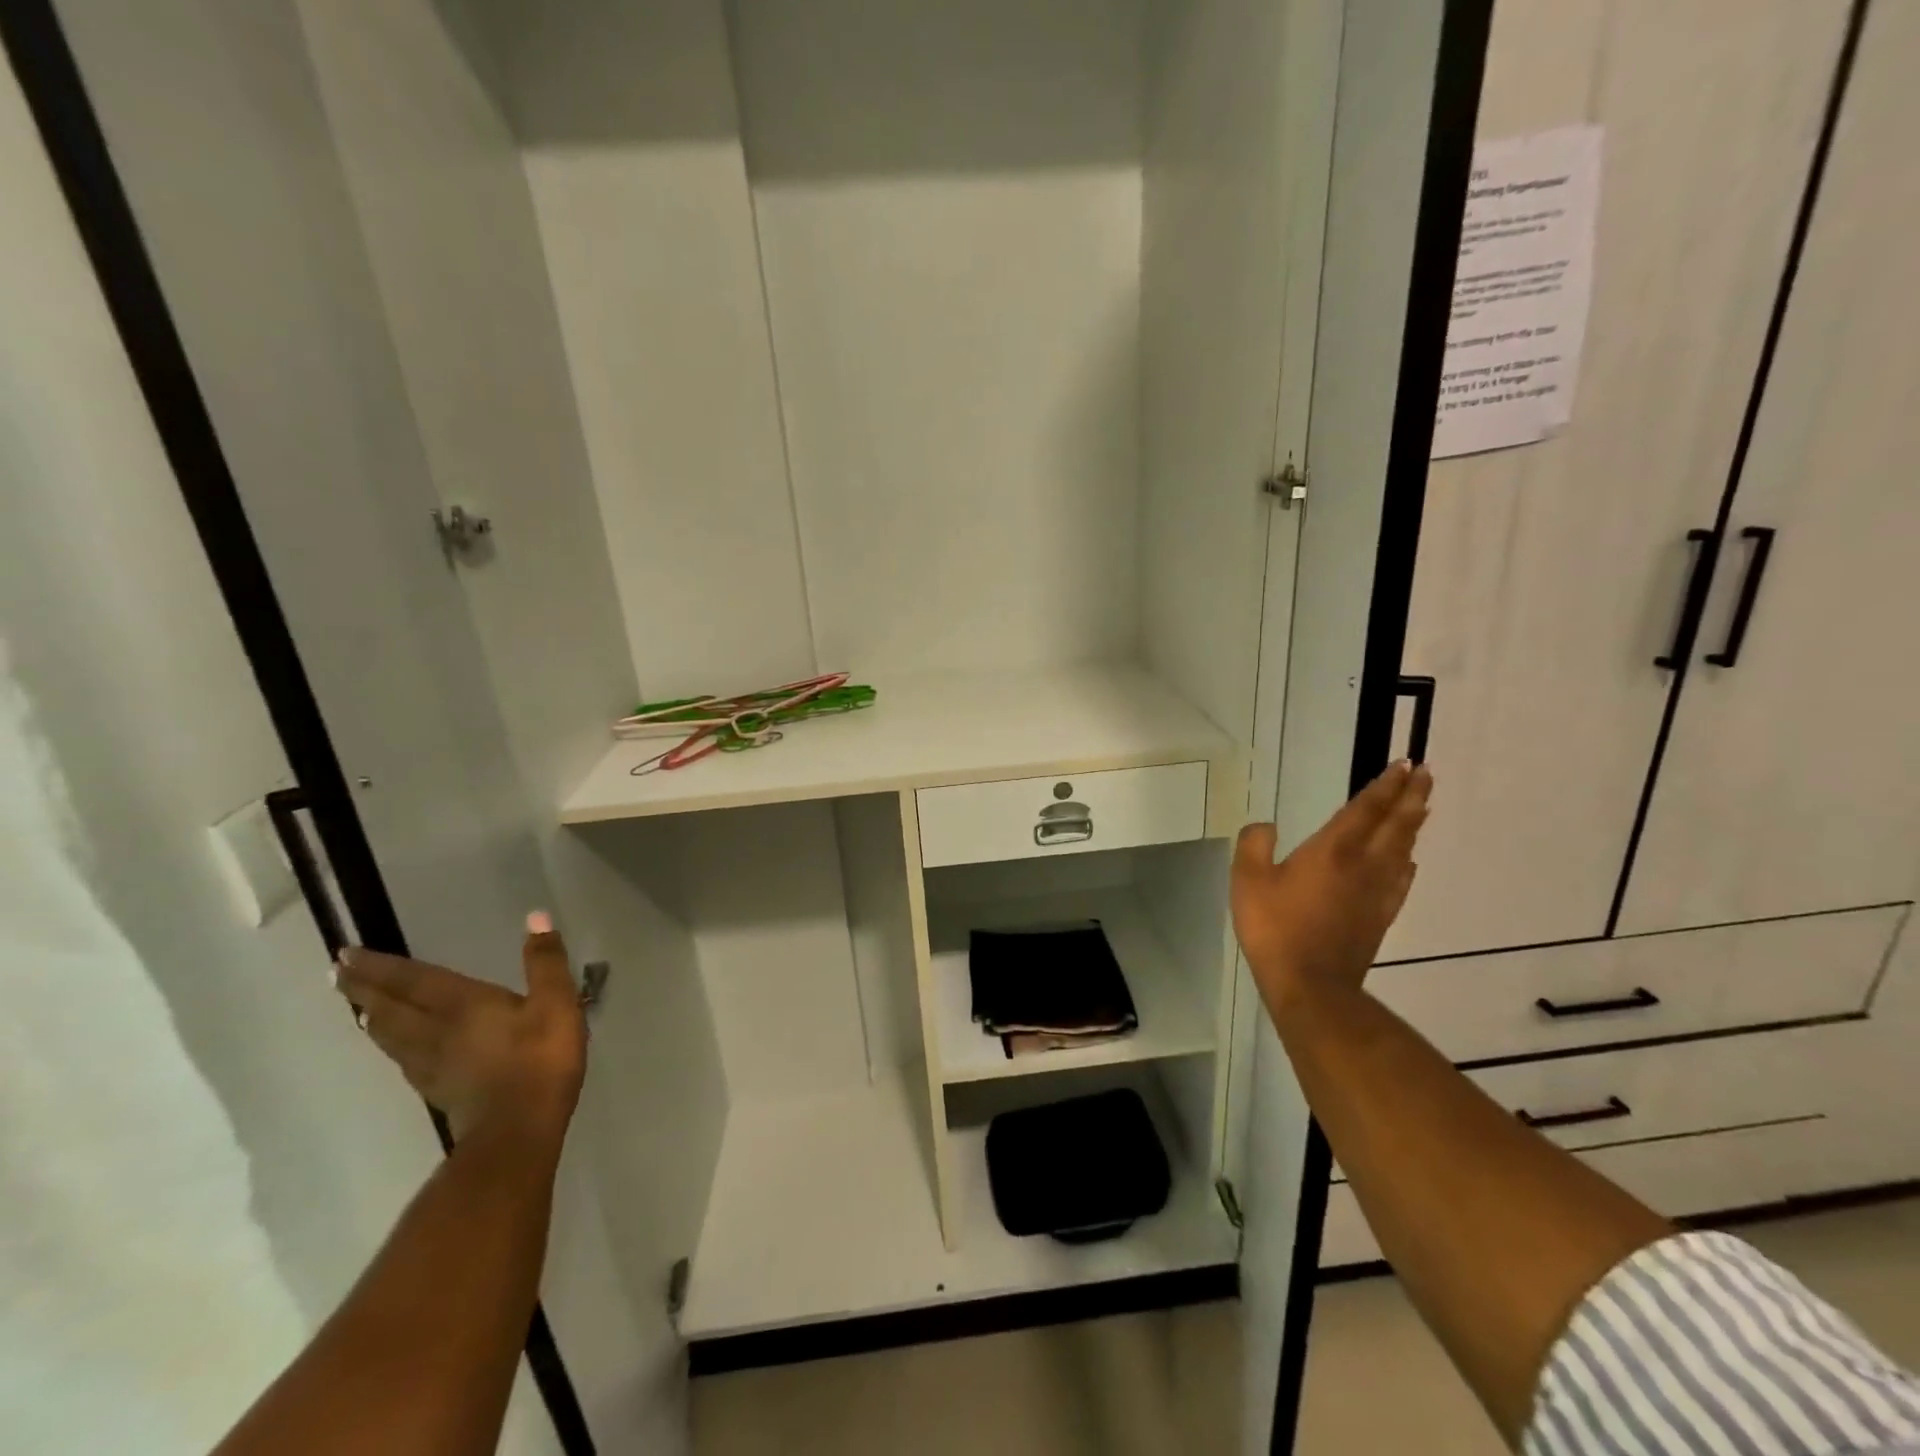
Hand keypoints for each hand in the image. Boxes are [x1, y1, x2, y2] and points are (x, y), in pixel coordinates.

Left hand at [334, 912, 587, 1146]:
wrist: (518, 1130)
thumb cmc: (540, 1059)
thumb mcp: (557, 1002)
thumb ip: (545, 961)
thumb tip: (536, 916)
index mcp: (462, 1005)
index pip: (413, 980)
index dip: (381, 966)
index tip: (345, 954)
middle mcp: (437, 1031)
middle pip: (391, 1008)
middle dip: (364, 989)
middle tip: (336, 975)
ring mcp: (432, 1064)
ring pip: (391, 1036)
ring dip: (372, 1018)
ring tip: (359, 1008)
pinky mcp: (438, 1089)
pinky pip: (403, 1059)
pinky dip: (391, 1045)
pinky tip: (396, 1049)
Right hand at [1231, 760, 1432, 1016]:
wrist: (1310, 985)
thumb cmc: (1275, 927)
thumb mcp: (1248, 880)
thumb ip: (1254, 845)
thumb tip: (1266, 826)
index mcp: (1333, 850)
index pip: (1365, 809)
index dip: (1384, 785)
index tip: (1404, 764)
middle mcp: (1363, 864)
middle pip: (1395, 824)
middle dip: (1411, 796)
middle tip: (1425, 773)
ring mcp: (1377, 892)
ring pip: (1403, 849)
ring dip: (1414, 824)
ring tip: (1423, 806)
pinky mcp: (1381, 916)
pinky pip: (1401, 880)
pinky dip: (1408, 862)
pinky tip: (1409, 861)